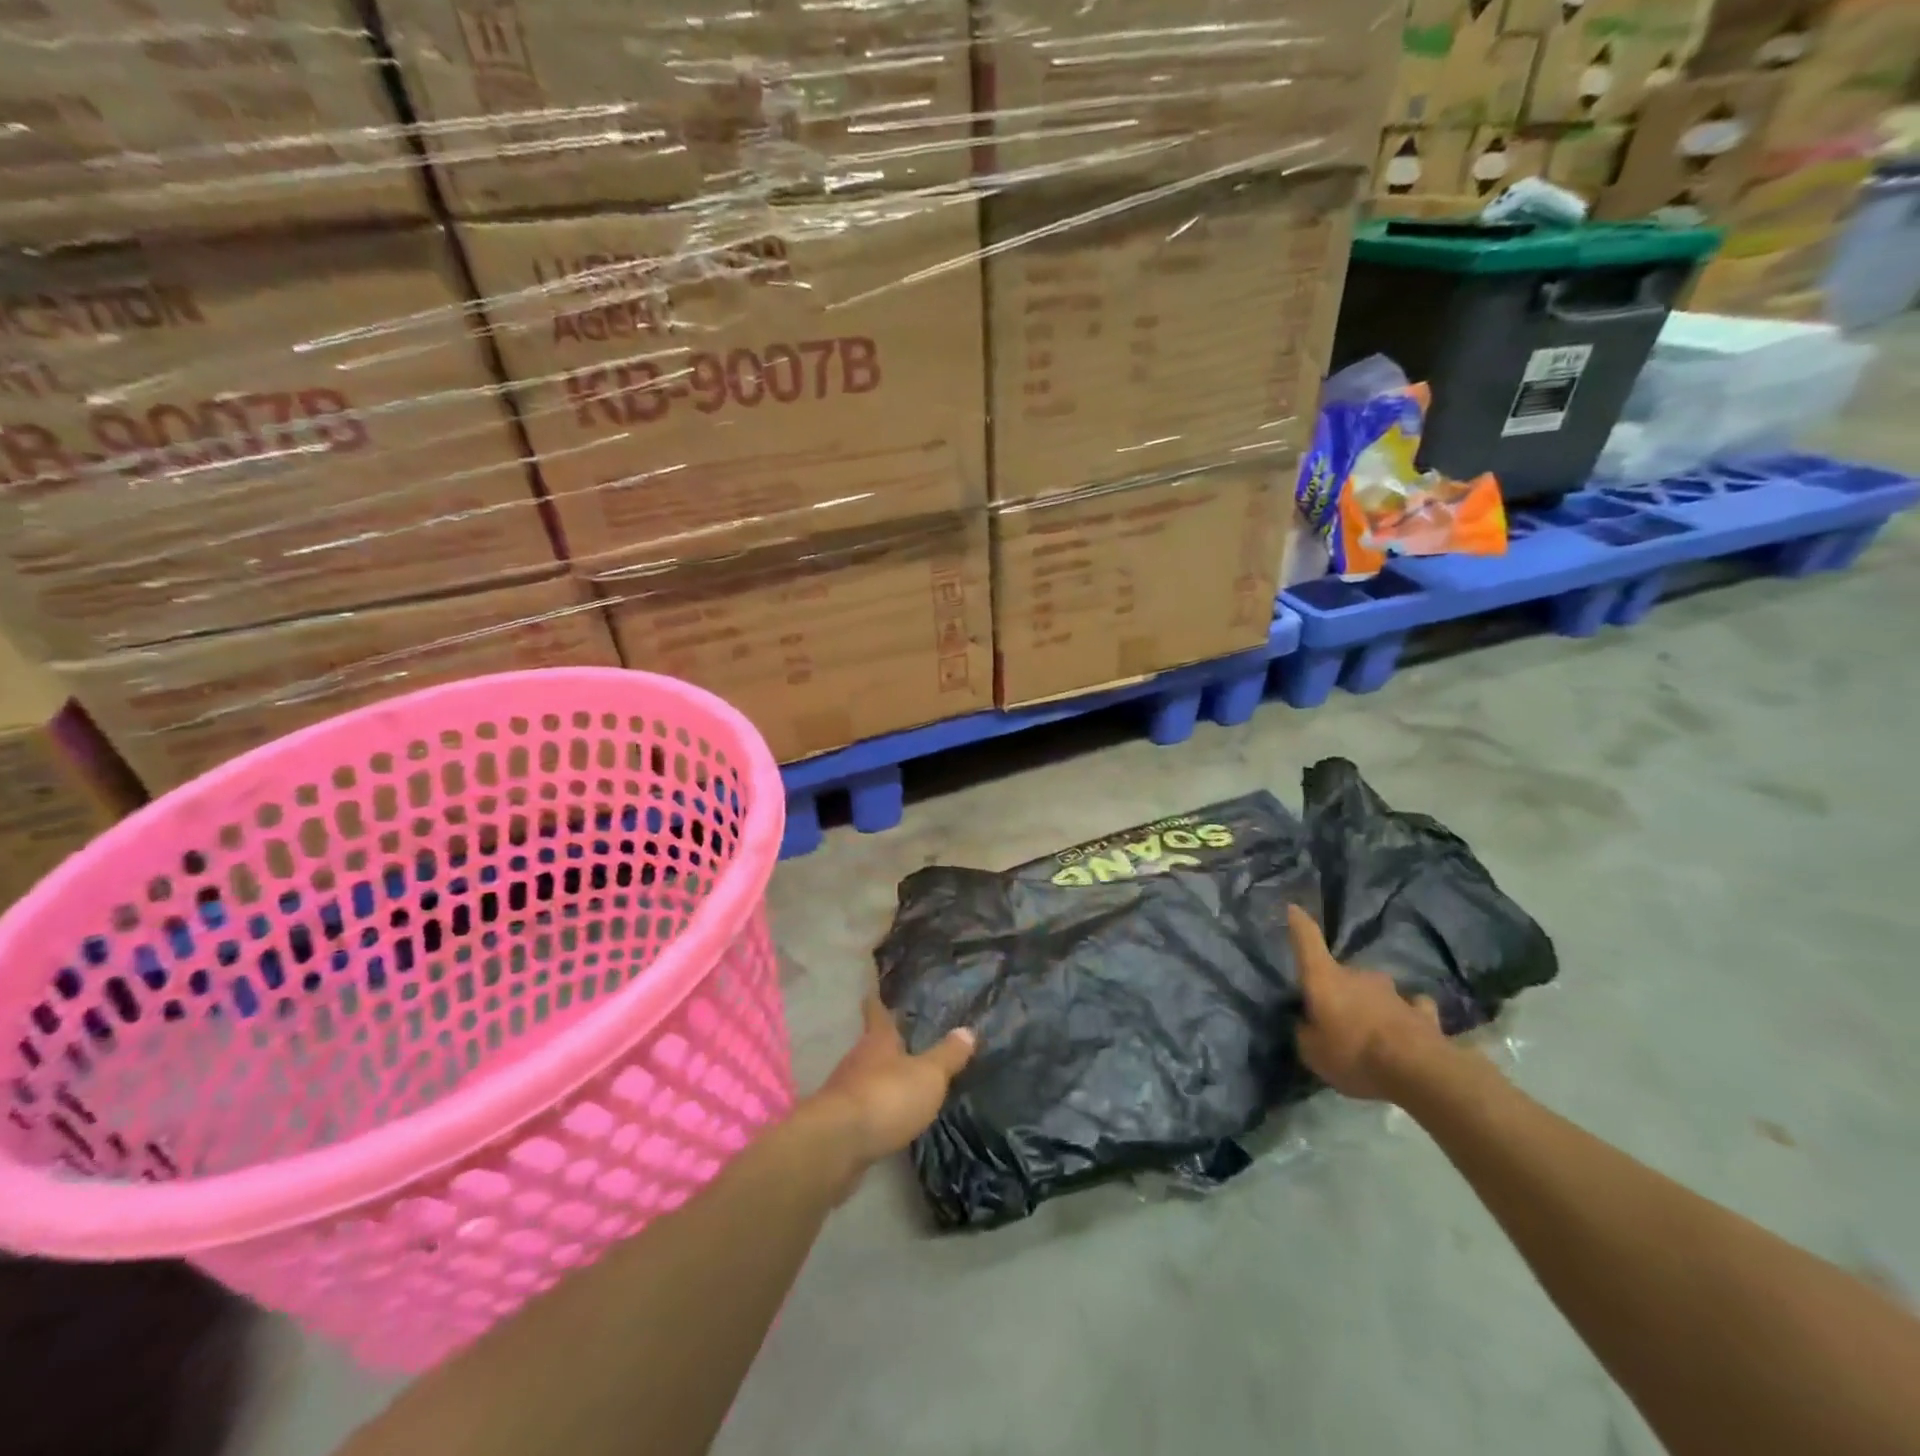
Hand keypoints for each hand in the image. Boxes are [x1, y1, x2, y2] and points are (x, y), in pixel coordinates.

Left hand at [807, 996, 975, 1169]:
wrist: (837, 1144)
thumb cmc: (886, 1096)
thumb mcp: (928, 1075)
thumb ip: (947, 1055)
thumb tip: (968, 1030)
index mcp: (878, 1040)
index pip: (876, 1012)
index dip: (876, 1002)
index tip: (872, 992)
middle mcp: (857, 1059)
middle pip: (870, 1045)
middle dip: (884, 1044)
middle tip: (902, 1040)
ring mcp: (845, 1091)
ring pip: (864, 1076)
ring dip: (879, 1077)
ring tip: (900, 1080)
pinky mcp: (839, 1123)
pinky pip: (861, 1106)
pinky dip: (874, 1107)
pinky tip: (886, 1117)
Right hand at [1288, 905, 1446, 1101]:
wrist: (1418, 1070)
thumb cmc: (1353, 1054)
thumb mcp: (1312, 1051)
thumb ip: (1305, 1031)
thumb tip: (1306, 1023)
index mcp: (1325, 978)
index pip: (1307, 940)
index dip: (1299, 924)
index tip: (1293, 908)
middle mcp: (1358, 975)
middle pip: (1342, 974)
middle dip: (1338, 990)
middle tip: (1335, 1019)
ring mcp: (1393, 992)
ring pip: (1374, 990)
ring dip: (1369, 1004)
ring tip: (1369, 1031)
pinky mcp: (1421, 1012)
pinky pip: (1409, 1007)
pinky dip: (1404, 1014)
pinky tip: (1404, 1029)